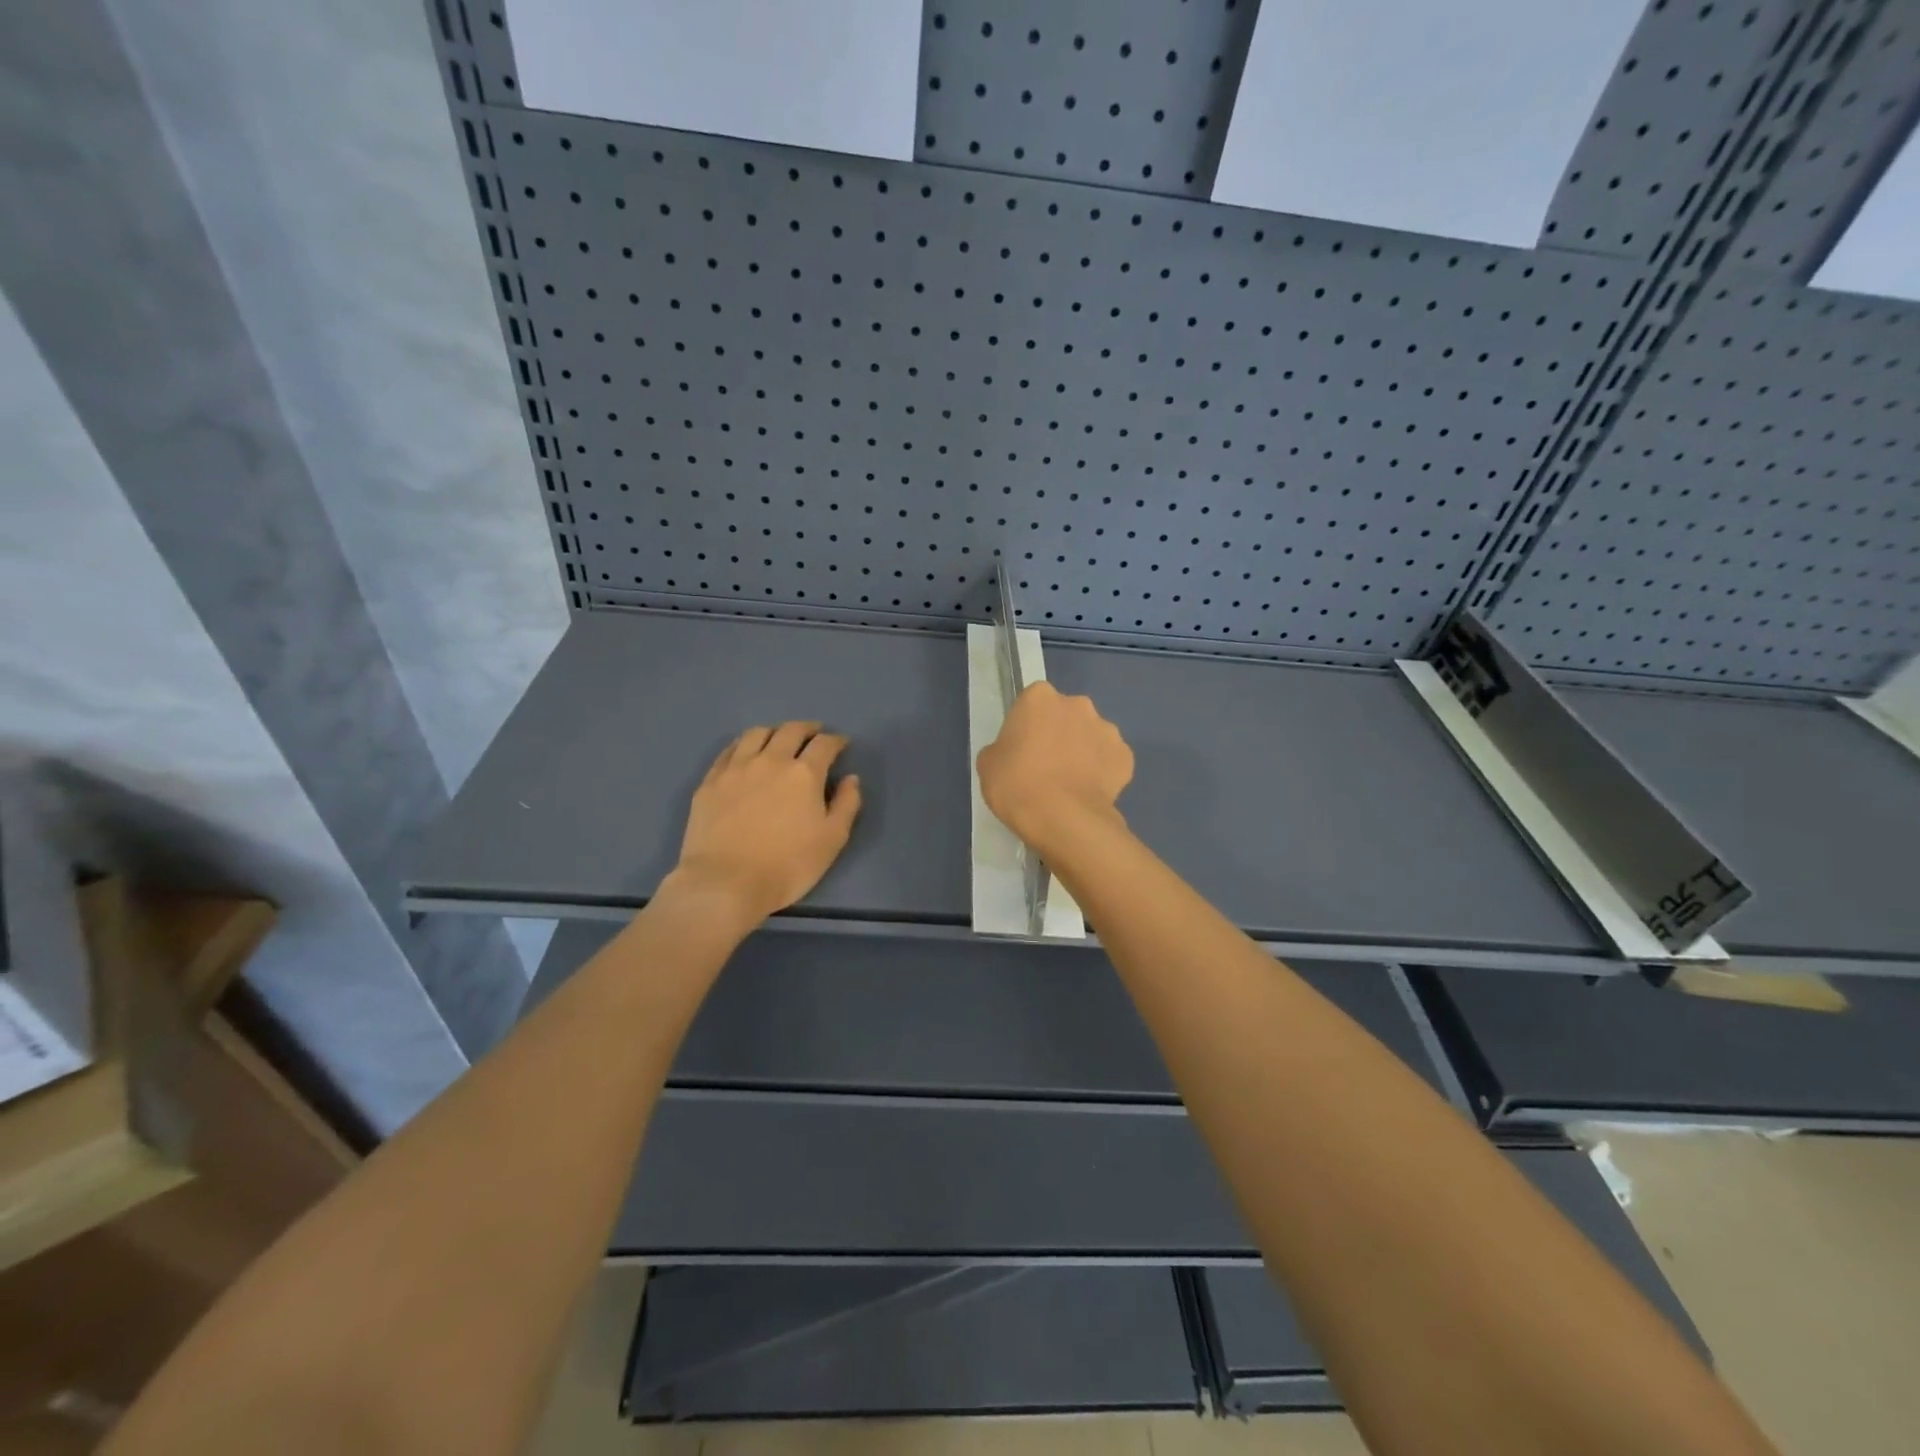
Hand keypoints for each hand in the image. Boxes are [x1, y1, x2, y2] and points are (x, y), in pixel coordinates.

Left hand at [665, 722, 862, 929]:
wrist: (725, 883)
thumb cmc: (787, 866)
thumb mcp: (832, 840)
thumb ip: (846, 804)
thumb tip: (851, 779)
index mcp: (804, 773)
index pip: (824, 744)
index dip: (836, 741)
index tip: (841, 744)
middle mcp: (770, 760)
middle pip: (790, 731)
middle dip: (807, 729)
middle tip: (814, 734)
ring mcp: (736, 768)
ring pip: (756, 734)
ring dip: (774, 731)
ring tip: (779, 738)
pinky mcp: (710, 781)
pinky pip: (729, 750)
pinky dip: (744, 744)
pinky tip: (745, 752)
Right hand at [976, 683, 1132, 853]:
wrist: (1063, 818)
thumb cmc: (1016, 785)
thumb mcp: (988, 764)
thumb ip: (1002, 749)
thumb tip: (1013, 753)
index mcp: (1039, 698)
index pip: (1031, 704)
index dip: (1026, 727)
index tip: (1022, 750)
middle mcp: (1077, 705)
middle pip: (1065, 715)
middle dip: (1059, 734)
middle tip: (1046, 766)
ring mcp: (1106, 729)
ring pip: (1091, 736)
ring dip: (1083, 751)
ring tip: (1070, 784)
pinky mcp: (1125, 756)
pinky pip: (1110, 760)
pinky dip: (1102, 773)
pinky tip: (1089, 794)